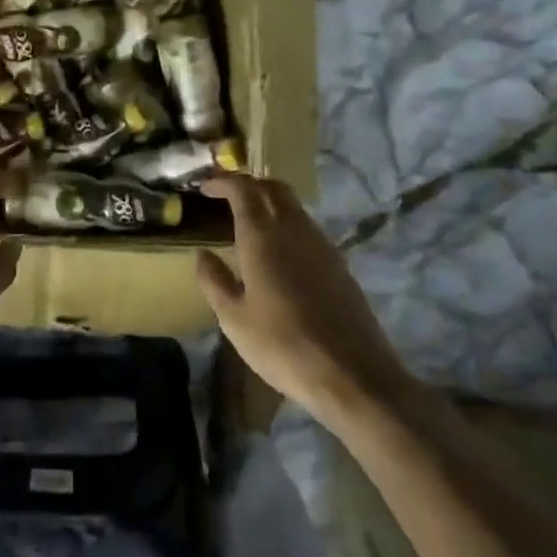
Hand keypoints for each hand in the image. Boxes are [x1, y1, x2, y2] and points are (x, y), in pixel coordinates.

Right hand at [197, 174, 413, 421]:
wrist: (353, 376)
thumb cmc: (283, 345)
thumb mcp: (234, 319)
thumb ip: (214, 281)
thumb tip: (202, 253)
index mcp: (263, 237)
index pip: (244, 189)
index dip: (224, 181)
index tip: (205, 188)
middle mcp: (294, 230)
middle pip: (274, 188)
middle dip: (250, 184)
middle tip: (227, 196)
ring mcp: (322, 246)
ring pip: (294, 207)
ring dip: (270, 203)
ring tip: (249, 223)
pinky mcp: (339, 265)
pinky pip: (308, 229)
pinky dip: (287, 225)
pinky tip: (278, 253)